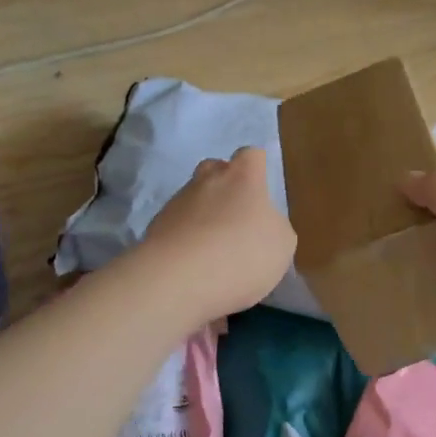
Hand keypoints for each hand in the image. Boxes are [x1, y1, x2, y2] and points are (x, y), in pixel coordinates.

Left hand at [139, 147, 297, 324]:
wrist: (177, 280)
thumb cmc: (242, 254)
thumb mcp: (282, 245)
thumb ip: (274, 226)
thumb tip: (262, 224)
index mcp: (242, 177)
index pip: (252, 155)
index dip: (257, 169)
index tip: (262, 190)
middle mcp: (206, 180)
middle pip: (215, 170)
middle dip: (224, 187)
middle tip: (236, 217)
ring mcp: (176, 203)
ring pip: (192, 200)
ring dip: (203, 218)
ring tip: (214, 253)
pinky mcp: (154, 230)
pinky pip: (176, 229)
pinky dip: (185, 242)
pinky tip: (194, 269)